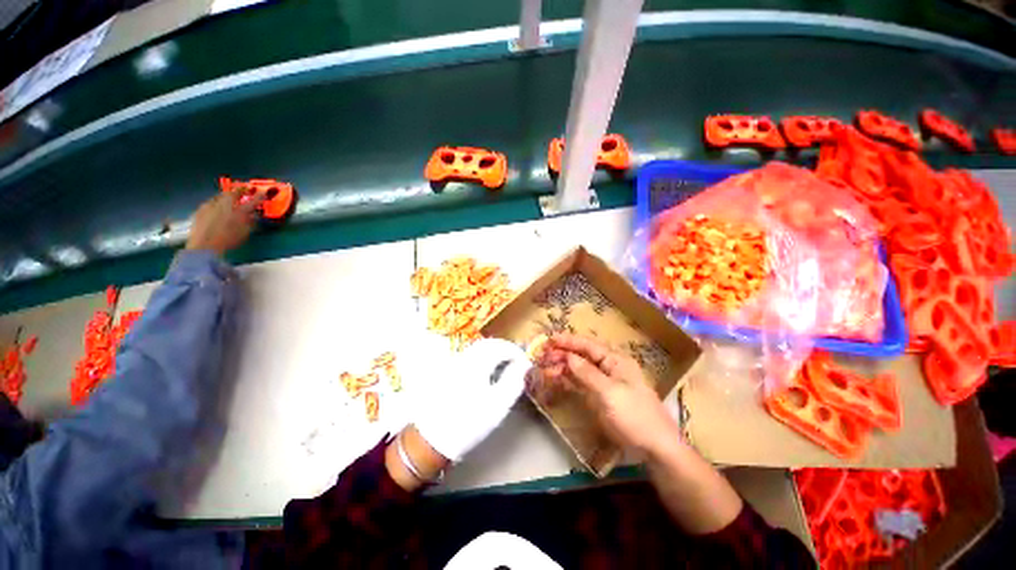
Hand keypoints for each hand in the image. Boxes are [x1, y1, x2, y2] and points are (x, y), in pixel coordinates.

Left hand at [185, 190, 264, 254]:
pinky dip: (214, 203)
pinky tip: (214, 207)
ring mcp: (210, 206)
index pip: (253, 201)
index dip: (259, 196)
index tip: (263, 192)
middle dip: (238, 191)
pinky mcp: (199, 210)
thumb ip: (250, 222)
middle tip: (242, 190)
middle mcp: (225, 205)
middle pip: (232, 194)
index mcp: (239, 211)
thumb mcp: (245, 233)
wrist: (204, 246)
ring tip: (227, 197)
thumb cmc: (229, 241)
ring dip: (225, 196)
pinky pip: (209, 203)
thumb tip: (254, 215)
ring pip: (219, 196)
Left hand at [413, 339, 528, 462]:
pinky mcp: (447, 371)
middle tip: (516, 361)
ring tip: (504, 366)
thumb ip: (514, 381)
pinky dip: (482, 358)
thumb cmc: (469, 422)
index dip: (516, 351)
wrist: (431, 439)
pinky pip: (470, 356)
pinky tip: (486, 372)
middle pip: (488, 343)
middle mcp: (464, 357)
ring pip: (477, 348)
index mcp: (477, 362)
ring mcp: (453, 363)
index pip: (501, 346)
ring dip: (493, 352)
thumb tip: (525, 365)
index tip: (525, 361)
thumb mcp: (498, 405)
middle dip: (504, 348)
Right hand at [536, 333, 678, 456]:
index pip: (588, 345)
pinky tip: (555, 379)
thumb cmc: (634, 416)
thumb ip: (587, 373)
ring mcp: (604, 382)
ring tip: (544, 368)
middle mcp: (609, 367)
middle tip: (542, 355)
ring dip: (562, 367)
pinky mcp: (600, 396)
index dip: (568, 341)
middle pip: (582, 356)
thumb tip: (568, 356)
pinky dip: (568, 380)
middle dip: (562, 354)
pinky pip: (580, 383)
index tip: (549, 340)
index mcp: (615, 361)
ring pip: (579, 369)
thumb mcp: (610, 393)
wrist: (654, 448)